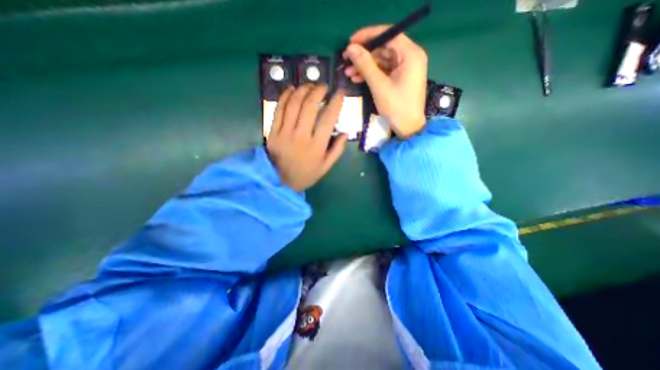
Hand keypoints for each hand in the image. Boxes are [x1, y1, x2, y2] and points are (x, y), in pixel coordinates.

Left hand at [265, 83, 347, 193]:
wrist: (280, 181)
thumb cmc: (306, 174)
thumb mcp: (325, 167)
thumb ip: (337, 150)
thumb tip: (344, 133)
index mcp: (316, 146)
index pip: (328, 119)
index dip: (335, 103)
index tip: (340, 92)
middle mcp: (301, 136)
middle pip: (310, 106)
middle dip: (318, 91)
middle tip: (324, 86)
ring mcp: (285, 132)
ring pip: (294, 104)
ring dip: (302, 90)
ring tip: (309, 85)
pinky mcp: (273, 131)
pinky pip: (279, 109)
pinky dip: (285, 96)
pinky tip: (291, 89)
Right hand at [344, 24, 430, 137]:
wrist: (408, 128)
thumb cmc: (396, 107)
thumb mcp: (379, 85)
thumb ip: (365, 65)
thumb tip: (350, 48)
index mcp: (410, 54)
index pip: (388, 34)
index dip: (368, 36)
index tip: (350, 42)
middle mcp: (410, 57)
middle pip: (384, 48)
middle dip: (364, 55)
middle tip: (346, 60)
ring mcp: (405, 68)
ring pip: (382, 60)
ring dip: (365, 66)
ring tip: (348, 73)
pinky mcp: (400, 78)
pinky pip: (384, 70)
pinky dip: (371, 74)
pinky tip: (357, 78)